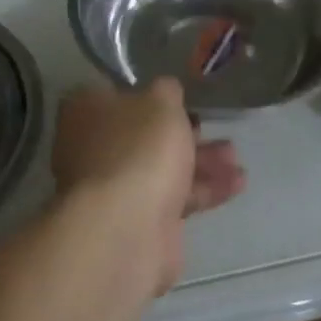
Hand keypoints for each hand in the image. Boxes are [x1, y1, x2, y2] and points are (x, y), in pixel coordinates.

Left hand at [50, 79, 245, 294]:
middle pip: (141, 134)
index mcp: (85, 111)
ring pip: (160, 167)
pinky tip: (236, 184)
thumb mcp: (160, 102)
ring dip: (200, 161)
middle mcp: (92, 147)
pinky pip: (173, 198)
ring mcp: (112, 188)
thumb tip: (164, 91)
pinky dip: (203, 189)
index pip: (113, 93)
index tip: (177, 96)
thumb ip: (166, 91)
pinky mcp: (137, 221)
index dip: (146, 93)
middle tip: (212, 126)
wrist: (126, 229)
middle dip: (182, 132)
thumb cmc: (139, 149)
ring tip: (234, 157)